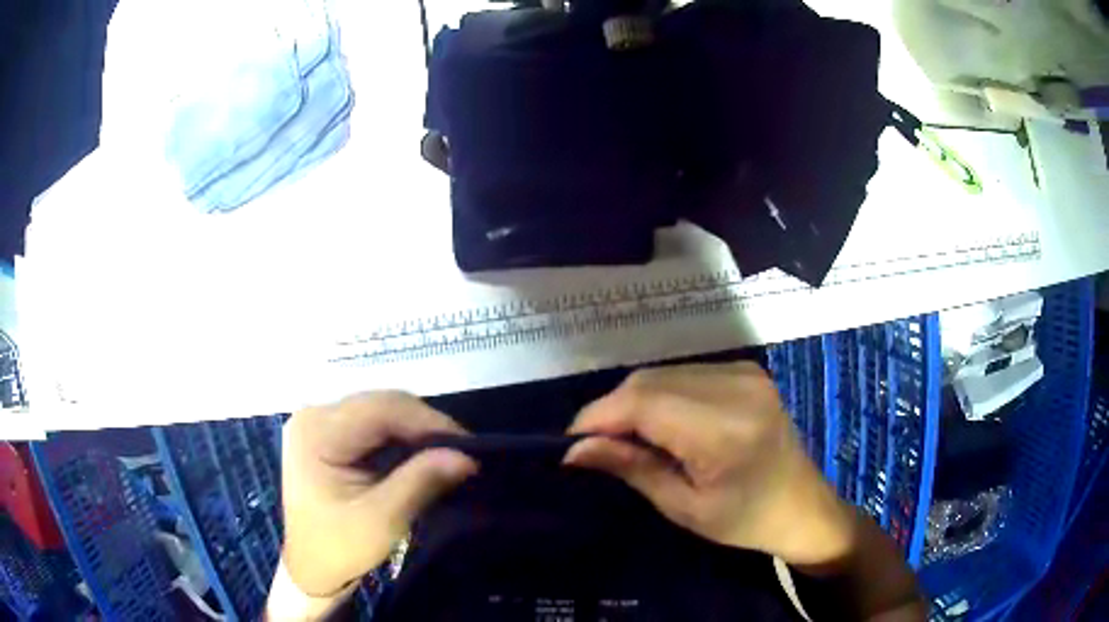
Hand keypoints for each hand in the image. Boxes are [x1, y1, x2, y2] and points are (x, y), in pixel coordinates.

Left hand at [280, 392, 477, 596]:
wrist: (311, 565)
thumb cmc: (339, 547)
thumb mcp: (382, 520)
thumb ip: (421, 482)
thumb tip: (467, 457)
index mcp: (317, 431)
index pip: (382, 409)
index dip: (429, 422)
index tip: (469, 446)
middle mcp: (315, 414)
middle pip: (381, 404)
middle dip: (425, 426)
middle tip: (462, 453)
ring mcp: (319, 421)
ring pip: (381, 411)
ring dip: (416, 431)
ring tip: (448, 454)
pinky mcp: (328, 432)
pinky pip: (373, 424)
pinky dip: (401, 438)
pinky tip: (420, 456)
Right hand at [564, 362, 854, 564]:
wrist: (802, 506)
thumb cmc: (746, 520)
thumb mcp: (684, 507)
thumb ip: (631, 468)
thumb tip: (574, 450)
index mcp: (725, 429)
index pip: (643, 403)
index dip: (598, 417)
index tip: (570, 445)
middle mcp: (737, 387)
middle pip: (648, 382)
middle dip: (611, 411)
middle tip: (594, 448)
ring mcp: (744, 372)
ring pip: (661, 374)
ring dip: (632, 403)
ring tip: (625, 440)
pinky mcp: (745, 370)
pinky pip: (683, 374)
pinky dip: (658, 396)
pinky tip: (658, 425)